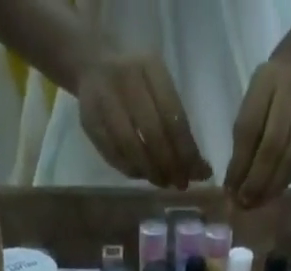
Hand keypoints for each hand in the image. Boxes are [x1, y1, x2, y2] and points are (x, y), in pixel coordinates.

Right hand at [77, 52, 211, 187]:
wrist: (92, 67)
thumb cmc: (137, 83)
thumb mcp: (159, 88)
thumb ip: (177, 124)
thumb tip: (200, 169)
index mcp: (150, 67)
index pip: (173, 115)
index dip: (186, 150)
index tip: (199, 174)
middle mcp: (126, 79)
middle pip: (152, 132)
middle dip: (170, 164)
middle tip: (180, 184)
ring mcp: (104, 99)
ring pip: (131, 146)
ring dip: (150, 171)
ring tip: (163, 182)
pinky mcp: (89, 121)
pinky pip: (114, 155)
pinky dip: (132, 171)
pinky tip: (143, 175)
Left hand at [225, 58, 290, 206]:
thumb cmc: (270, 87)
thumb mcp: (252, 100)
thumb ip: (243, 137)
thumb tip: (233, 183)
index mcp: (267, 83)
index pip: (250, 129)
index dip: (239, 164)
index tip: (229, 189)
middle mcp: (290, 96)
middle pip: (272, 147)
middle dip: (255, 181)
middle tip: (242, 203)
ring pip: (288, 160)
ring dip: (269, 188)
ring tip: (254, 205)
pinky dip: (282, 183)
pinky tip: (270, 195)